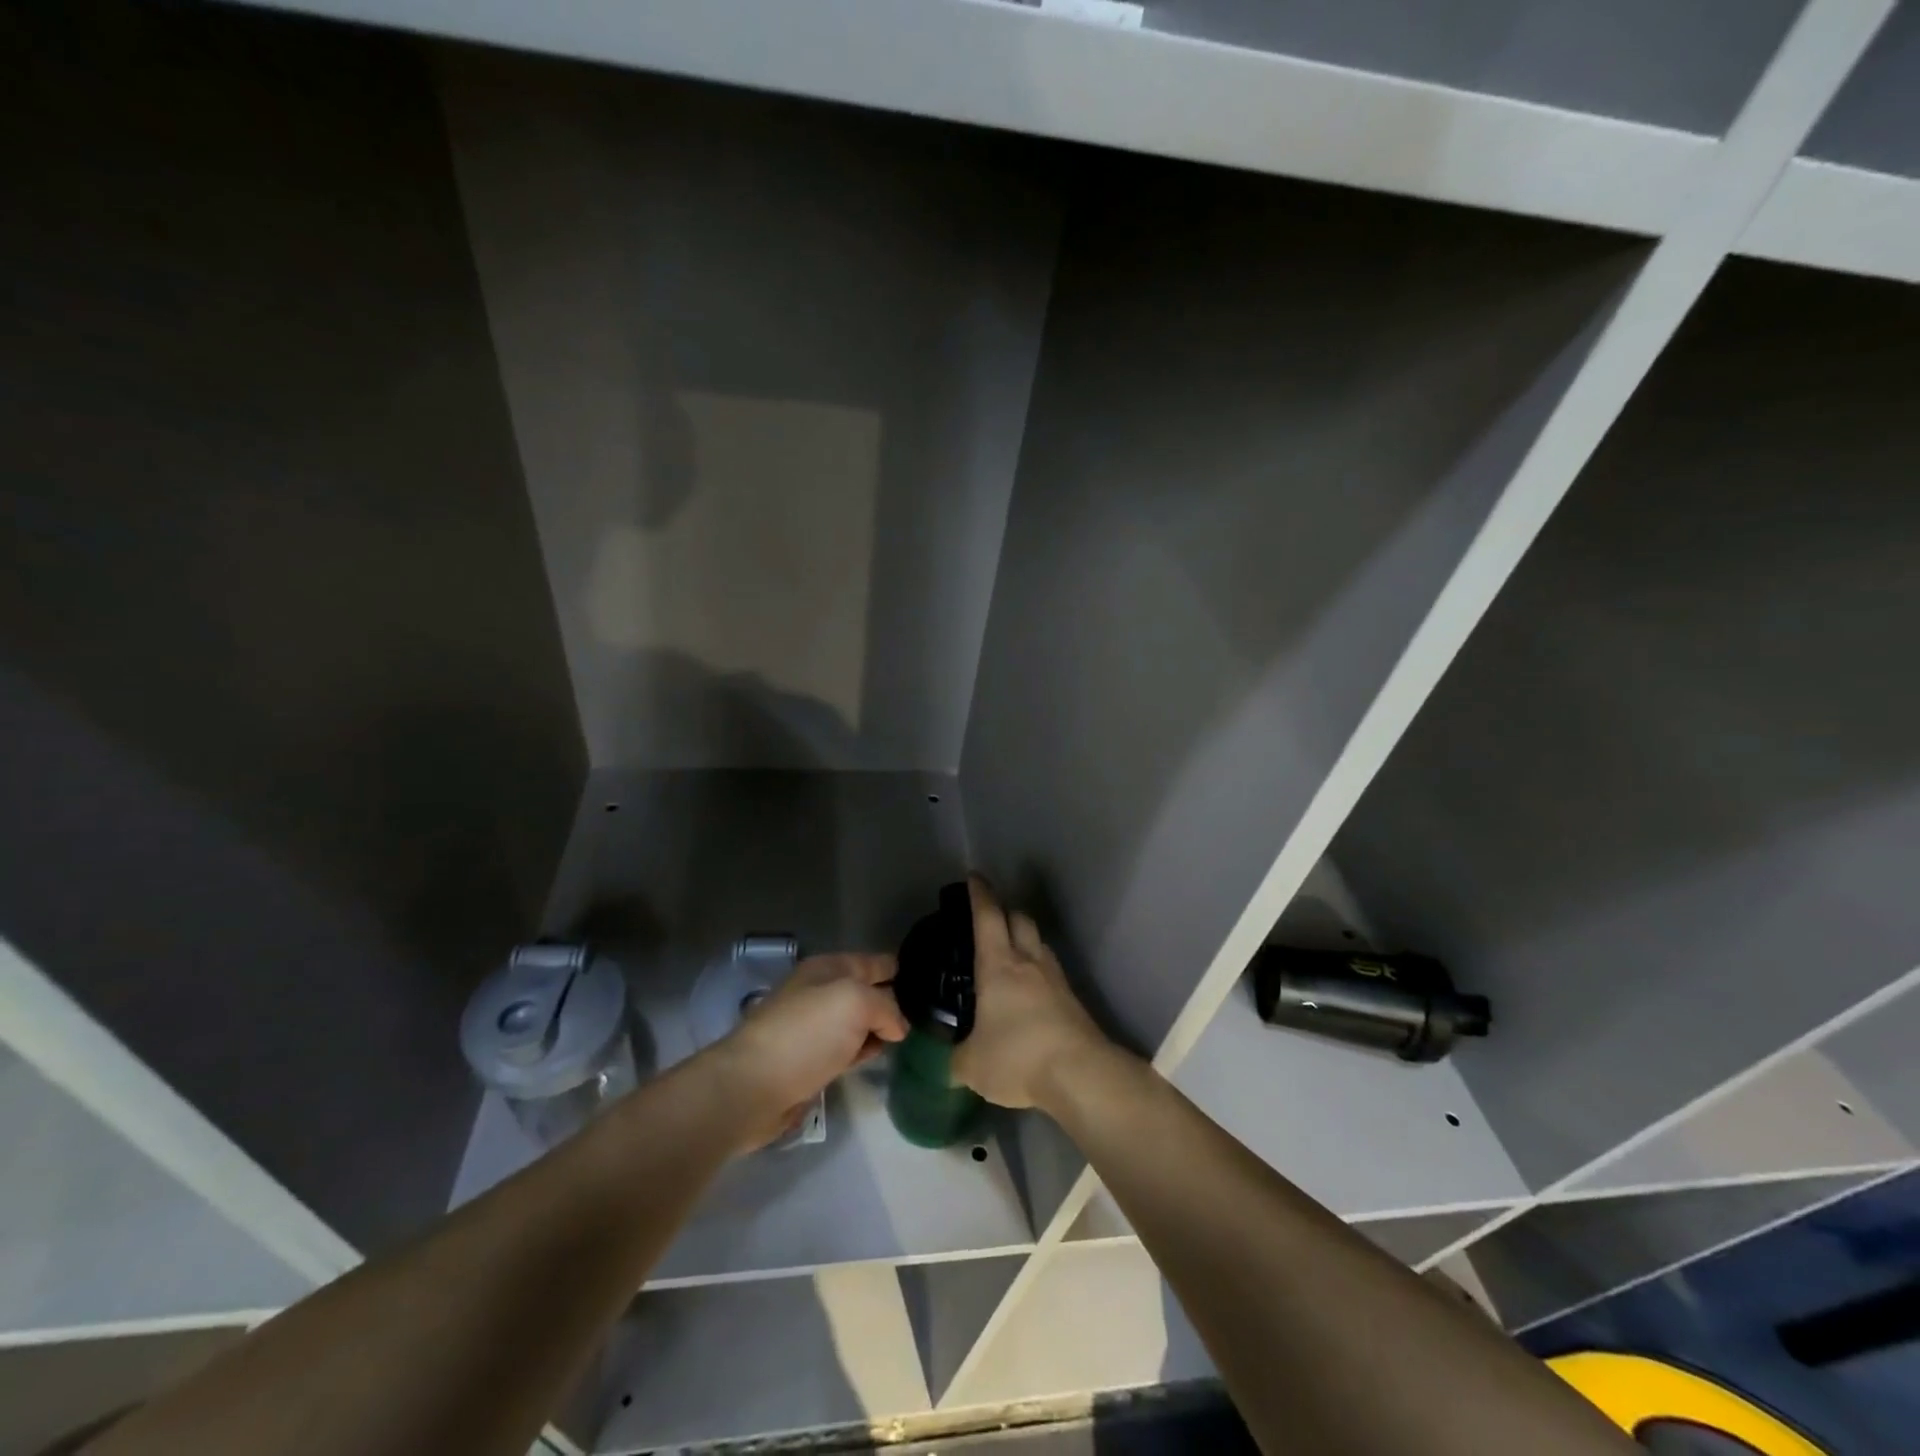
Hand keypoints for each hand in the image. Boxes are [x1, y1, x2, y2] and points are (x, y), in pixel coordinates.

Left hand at [709, 953, 907, 1146]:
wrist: (752, 1087)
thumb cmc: (806, 1034)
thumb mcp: (856, 1002)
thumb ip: (886, 1006)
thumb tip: (896, 1027)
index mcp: (828, 969)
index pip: (873, 961)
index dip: (898, 968)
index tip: (925, 980)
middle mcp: (820, 993)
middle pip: (866, 991)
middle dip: (892, 999)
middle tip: (923, 1012)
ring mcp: (814, 1029)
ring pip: (857, 1022)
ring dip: (878, 1028)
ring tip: (909, 1036)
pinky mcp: (810, 1062)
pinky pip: (846, 1049)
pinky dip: (863, 1051)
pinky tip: (877, 1056)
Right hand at [953, 878, 1111, 1111]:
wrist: (1081, 1075)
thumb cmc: (1018, 1057)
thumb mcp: (972, 1065)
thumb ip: (957, 1058)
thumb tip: (953, 1062)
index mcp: (998, 965)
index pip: (988, 916)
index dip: (980, 894)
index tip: (974, 877)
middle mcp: (1029, 962)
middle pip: (1020, 919)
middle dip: (1004, 911)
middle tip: (989, 918)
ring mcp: (1055, 979)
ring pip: (1038, 943)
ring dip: (1024, 939)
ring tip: (1010, 954)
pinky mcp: (1073, 1000)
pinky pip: (1051, 971)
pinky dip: (1038, 970)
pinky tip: (1030, 990)